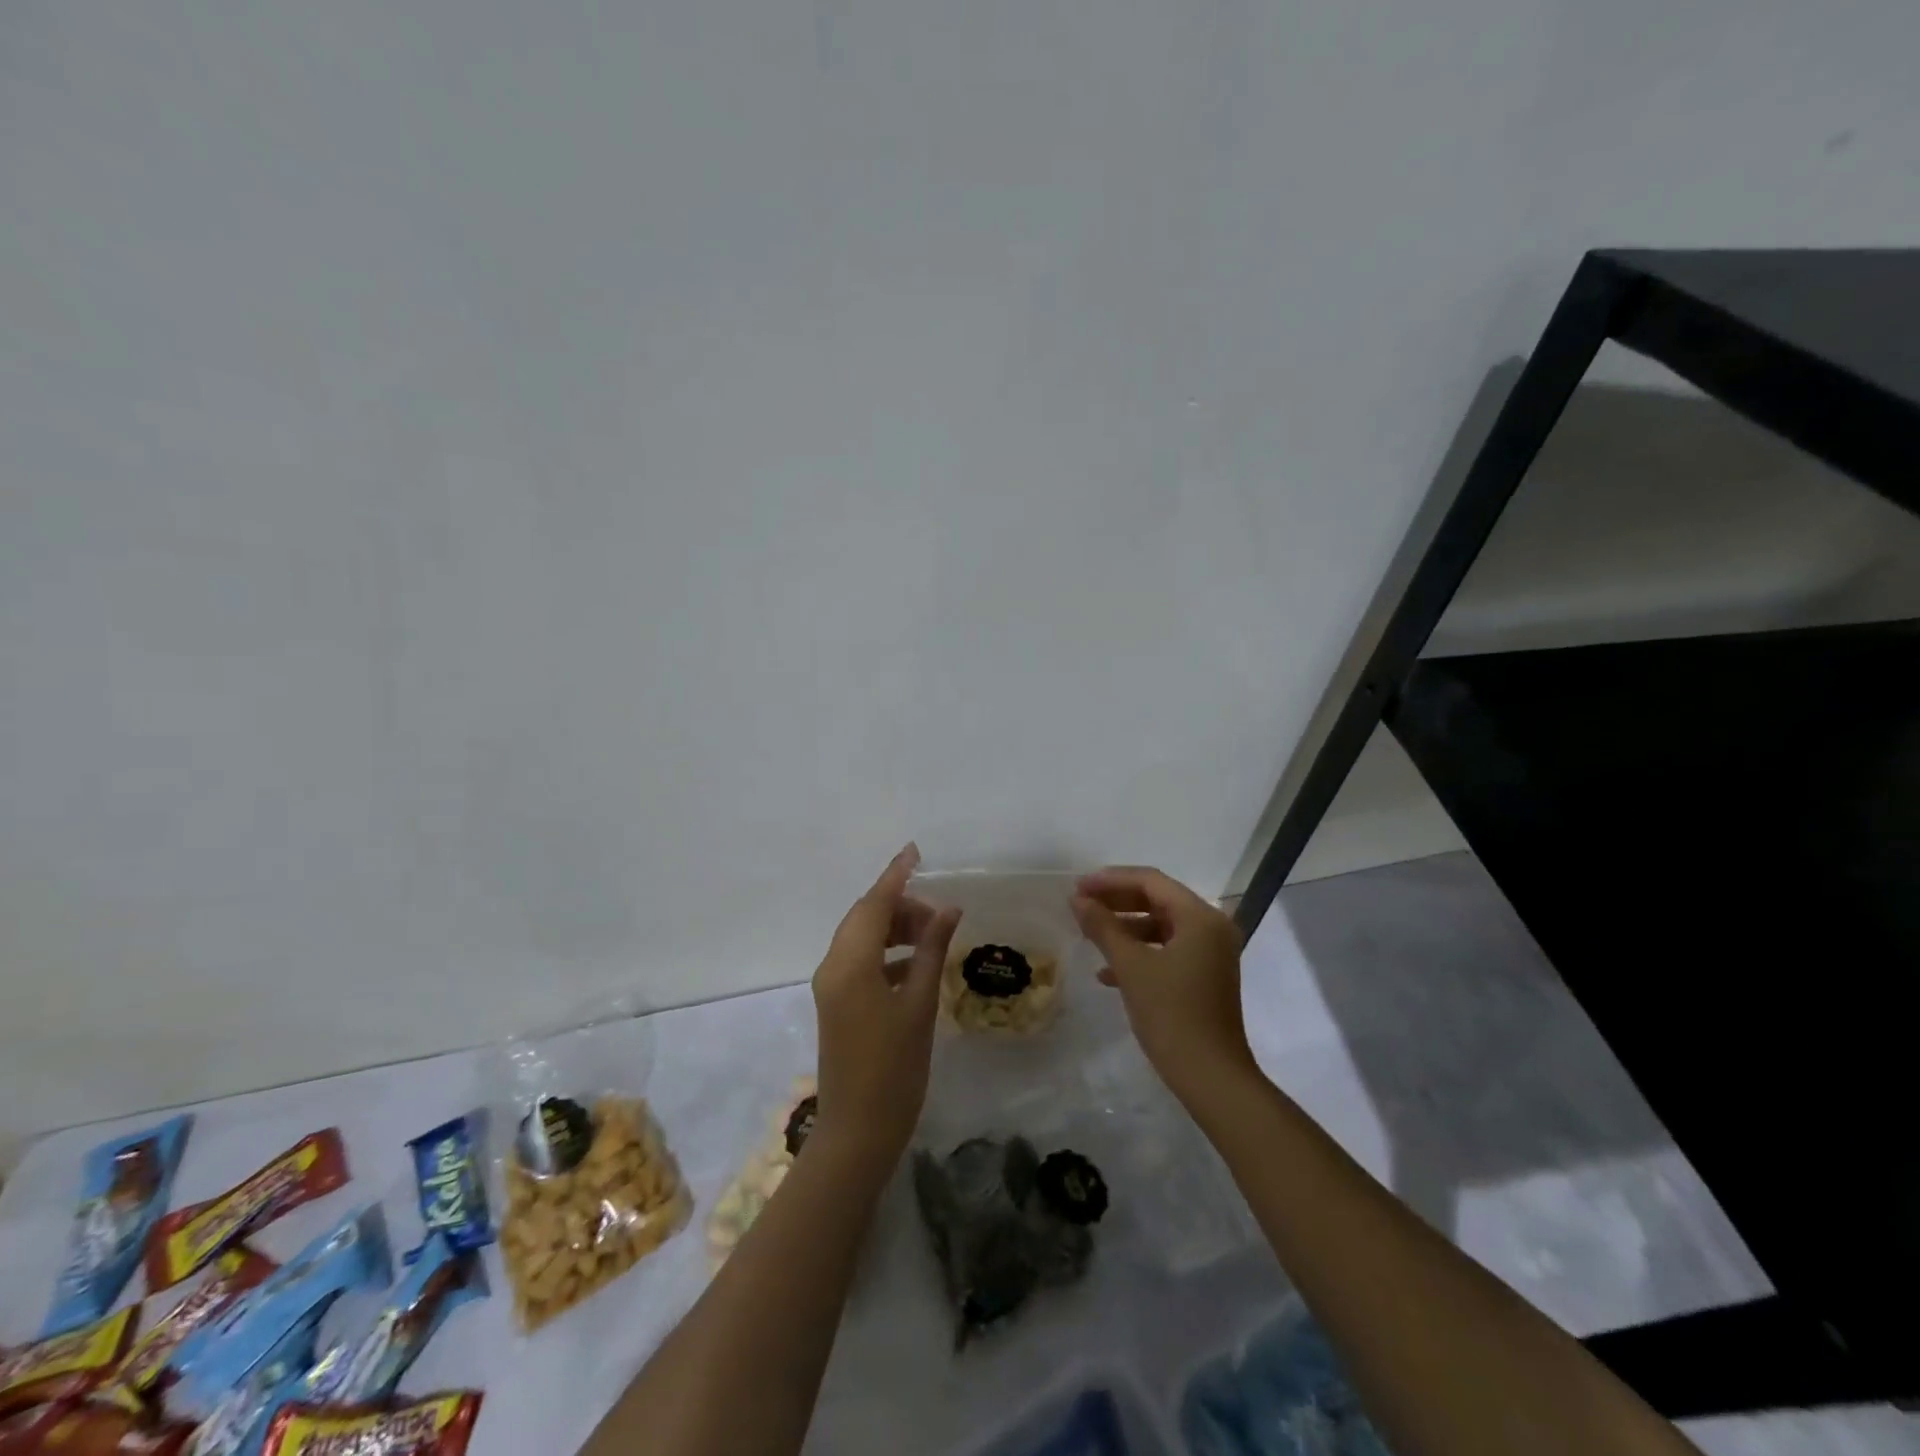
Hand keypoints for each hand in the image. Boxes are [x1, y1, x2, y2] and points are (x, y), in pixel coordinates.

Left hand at [811, 844, 961, 1179]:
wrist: (858, 1131)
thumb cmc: (895, 1069)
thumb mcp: (920, 1006)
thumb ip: (932, 951)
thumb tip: (948, 910)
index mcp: (850, 964)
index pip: (874, 904)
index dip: (896, 875)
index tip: (915, 852)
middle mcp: (833, 966)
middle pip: (864, 918)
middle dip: (900, 906)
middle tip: (940, 913)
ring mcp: (831, 986)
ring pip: (862, 939)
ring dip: (894, 929)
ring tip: (933, 936)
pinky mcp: (837, 1003)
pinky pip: (861, 961)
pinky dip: (888, 954)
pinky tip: (917, 964)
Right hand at [1072, 865, 1255, 1105]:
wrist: (1212, 1078)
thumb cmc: (1172, 1015)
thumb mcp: (1131, 967)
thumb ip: (1103, 927)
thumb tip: (1077, 899)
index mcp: (1200, 917)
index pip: (1151, 881)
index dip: (1111, 880)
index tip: (1078, 887)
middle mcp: (1211, 927)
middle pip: (1157, 899)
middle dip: (1116, 901)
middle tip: (1080, 904)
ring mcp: (1210, 953)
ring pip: (1160, 925)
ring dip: (1125, 927)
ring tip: (1089, 934)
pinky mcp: (1204, 976)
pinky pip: (1167, 949)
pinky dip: (1139, 952)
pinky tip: (1106, 972)